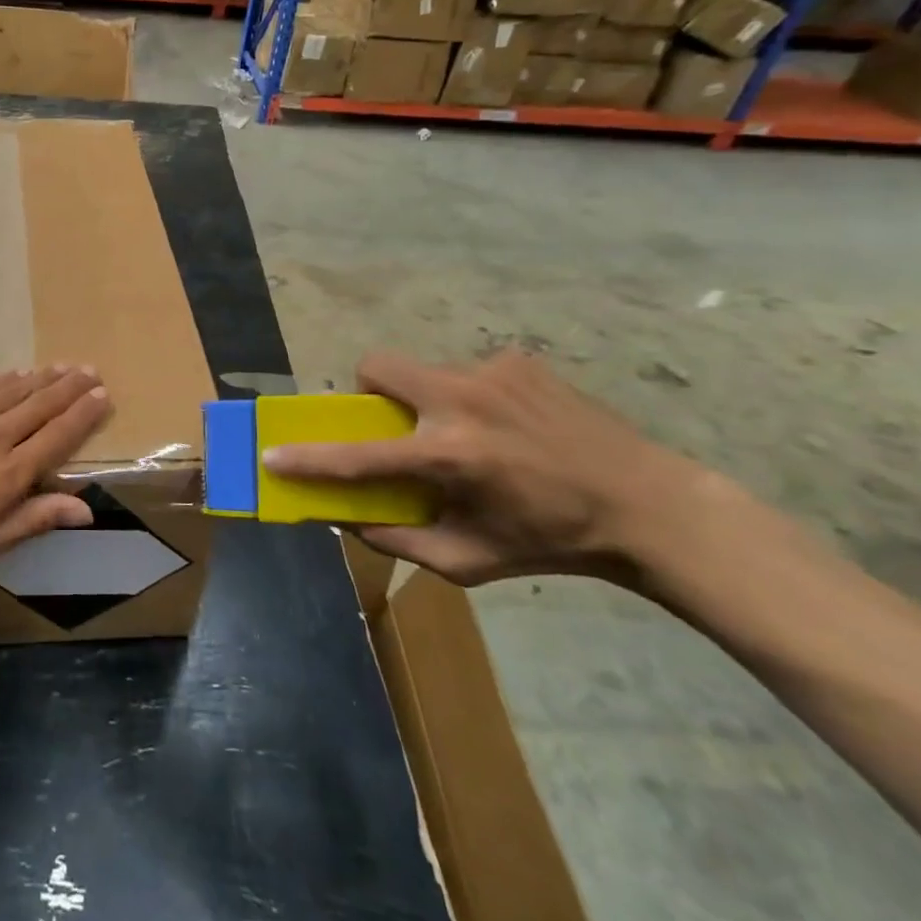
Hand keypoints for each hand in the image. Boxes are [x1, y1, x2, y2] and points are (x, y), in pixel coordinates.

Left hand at [0, 367, 112, 567]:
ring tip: (64, 366)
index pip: (57, 437)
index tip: (103, 396)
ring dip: (43, 378)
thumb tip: (84, 508)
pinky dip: (5, 380)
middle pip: (40, 406)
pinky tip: (17, 373)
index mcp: (8, 475)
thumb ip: (30, 521)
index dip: (82, 416)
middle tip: (92, 370)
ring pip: (14, 392)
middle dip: (70, 388)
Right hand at [263, 351, 715, 588]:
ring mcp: (491, 373)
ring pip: (423, 371)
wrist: (648, 505)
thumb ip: (400, 541)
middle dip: (367, 391)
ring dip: (426, 400)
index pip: (359, 456)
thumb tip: (345, 517)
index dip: (309, 458)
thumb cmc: (552, 541)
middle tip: (393, 424)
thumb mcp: (471, 560)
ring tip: (470, 434)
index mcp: (450, 456)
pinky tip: (509, 426)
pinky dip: (470, 397)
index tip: (273, 455)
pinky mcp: (518, 361)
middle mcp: (462, 402)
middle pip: (377, 367)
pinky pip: (467, 372)